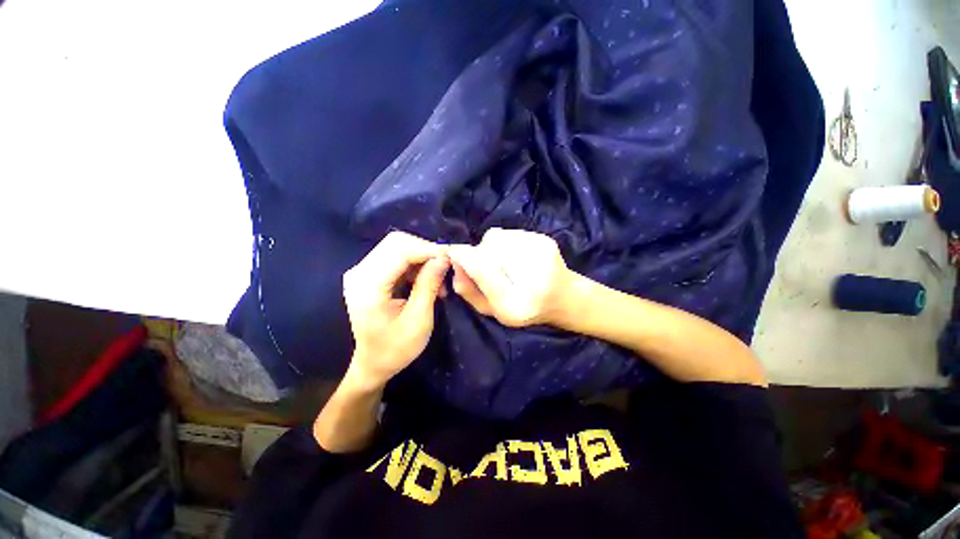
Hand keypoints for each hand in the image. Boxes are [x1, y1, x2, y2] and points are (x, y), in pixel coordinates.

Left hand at [342, 231, 448, 388]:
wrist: (371, 364)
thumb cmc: (394, 349)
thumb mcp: (418, 320)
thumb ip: (429, 285)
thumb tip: (443, 258)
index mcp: (368, 285)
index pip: (400, 250)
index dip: (428, 250)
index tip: (451, 259)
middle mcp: (360, 272)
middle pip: (397, 242)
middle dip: (426, 251)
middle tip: (446, 267)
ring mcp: (362, 271)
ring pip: (397, 247)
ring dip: (422, 258)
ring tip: (438, 278)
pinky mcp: (369, 274)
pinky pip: (395, 257)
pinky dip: (415, 264)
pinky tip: (426, 280)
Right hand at [447, 228, 572, 327]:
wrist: (563, 297)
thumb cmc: (522, 308)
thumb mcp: (491, 310)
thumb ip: (469, 290)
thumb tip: (455, 262)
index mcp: (515, 304)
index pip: (483, 270)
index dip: (464, 257)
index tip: (453, 252)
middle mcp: (531, 278)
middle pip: (488, 249)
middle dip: (478, 253)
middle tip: (486, 265)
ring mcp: (541, 256)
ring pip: (497, 237)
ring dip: (491, 246)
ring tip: (503, 261)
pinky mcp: (545, 241)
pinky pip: (510, 232)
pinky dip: (505, 241)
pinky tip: (516, 255)